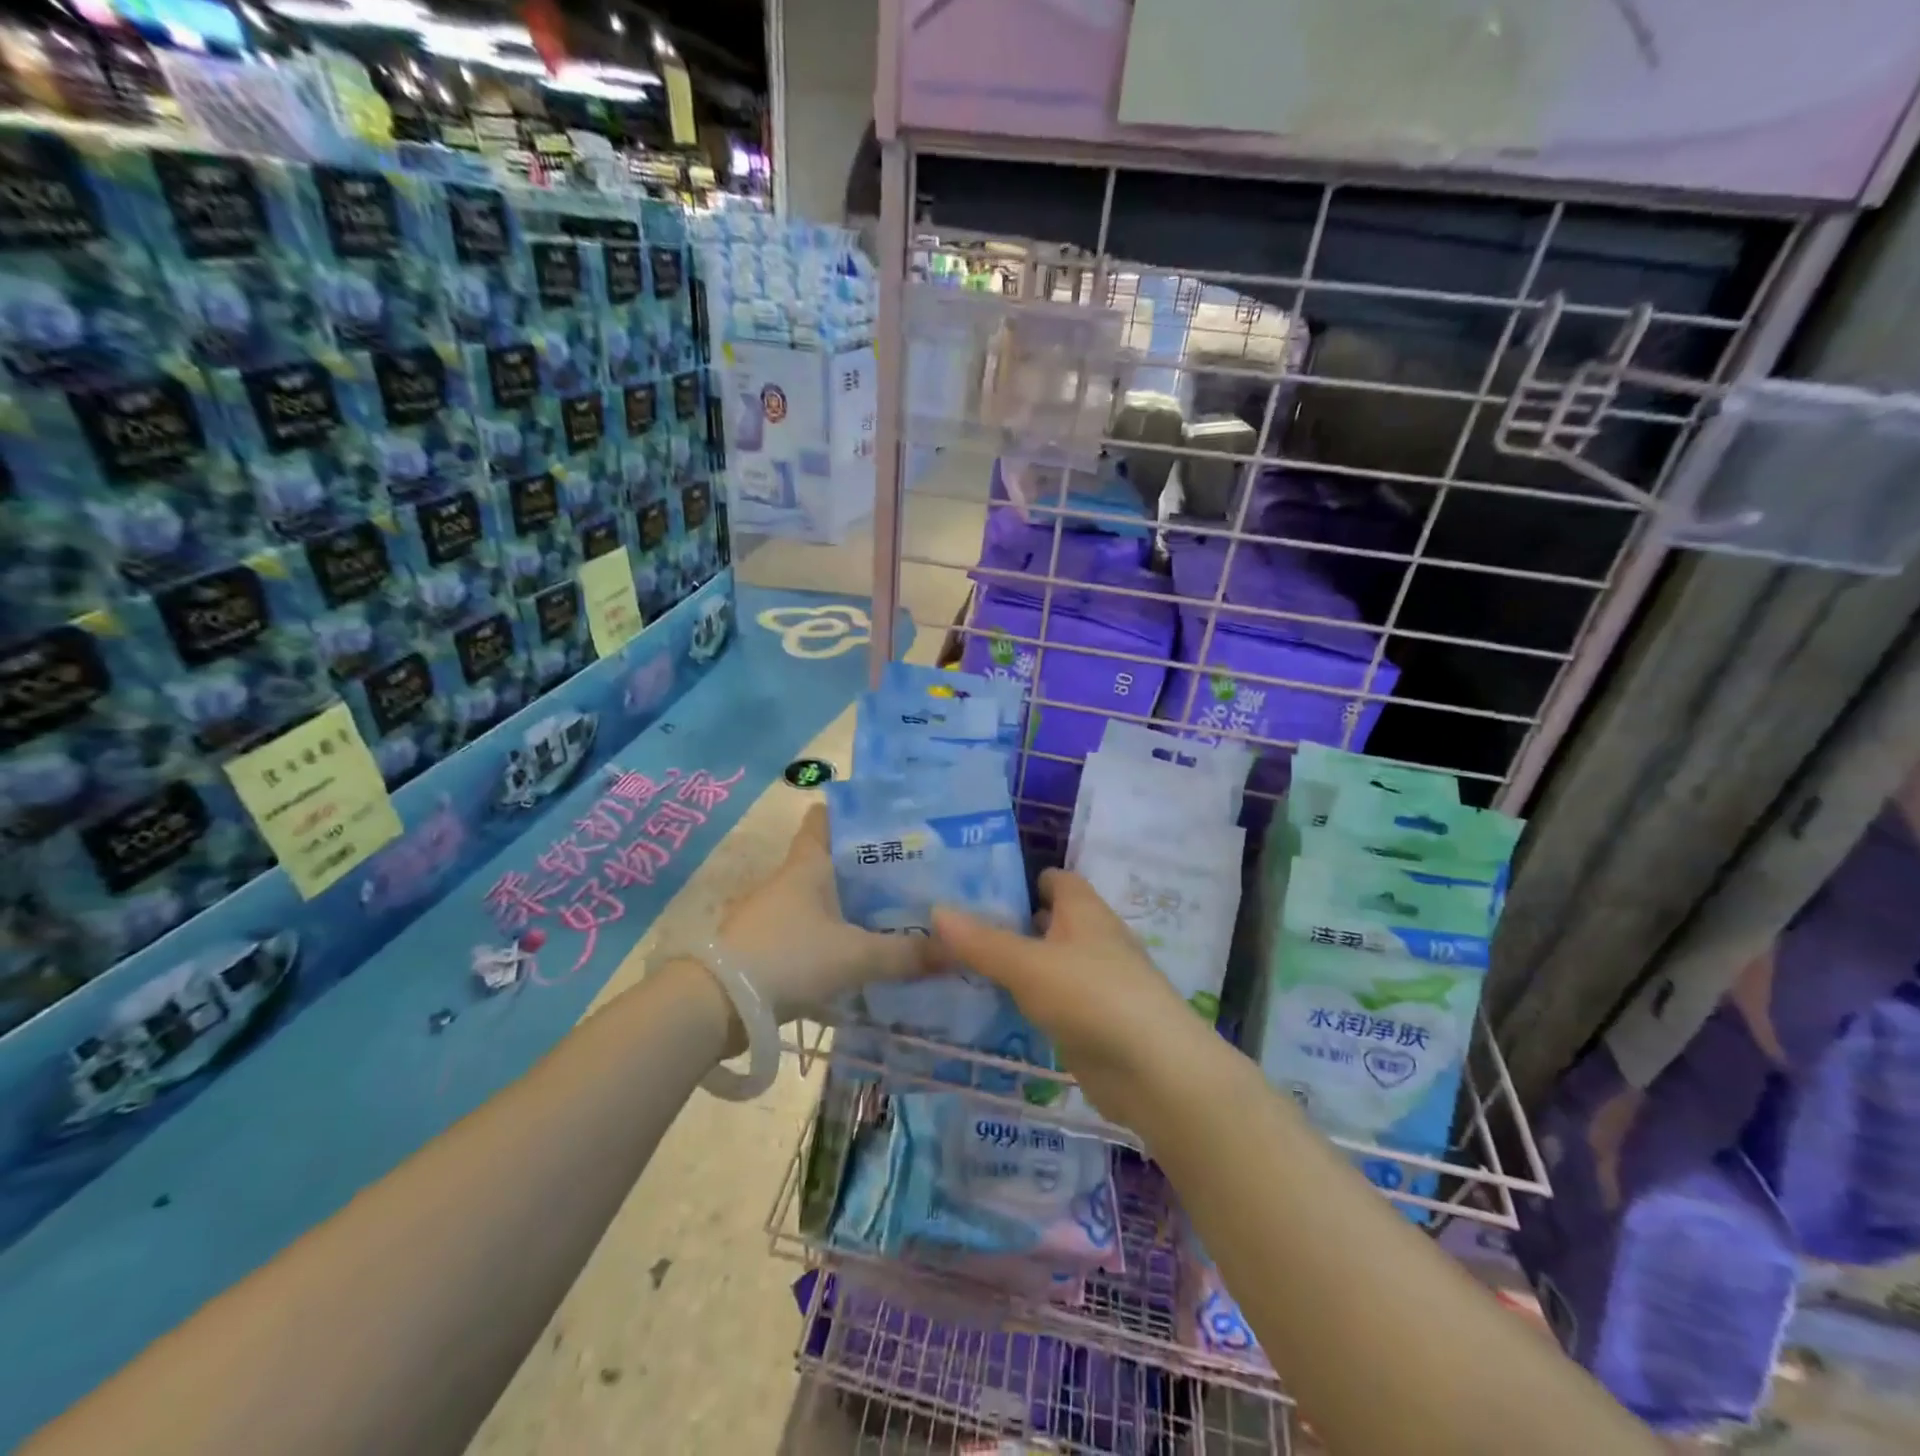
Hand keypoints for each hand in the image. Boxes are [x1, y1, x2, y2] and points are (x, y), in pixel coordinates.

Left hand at [714, 804, 933, 1022]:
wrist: (714, 1005)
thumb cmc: (788, 957)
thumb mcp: (855, 956)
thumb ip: (906, 955)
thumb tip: (959, 951)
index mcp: (807, 865)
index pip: (825, 819)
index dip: (853, 812)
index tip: (890, 817)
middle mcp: (789, 881)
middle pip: (831, 860)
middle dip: (868, 864)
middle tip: (914, 872)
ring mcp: (773, 913)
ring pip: (822, 897)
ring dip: (852, 903)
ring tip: (898, 912)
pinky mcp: (767, 946)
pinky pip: (812, 929)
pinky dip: (836, 934)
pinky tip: (863, 952)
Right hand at [931, 870, 1204, 1131]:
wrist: (1154, 1072)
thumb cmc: (1092, 996)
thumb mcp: (1028, 965)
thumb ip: (981, 941)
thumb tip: (936, 911)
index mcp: (1083, 910)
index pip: (1053, 879)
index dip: (1019, 880)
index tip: (973, 889)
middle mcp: (1092, 939)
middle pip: (1046, 921)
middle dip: (1005, 924)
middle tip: (950, 931)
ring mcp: (1094, 983)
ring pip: (1045, 964)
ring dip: (1012, 966)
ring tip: (956, 968)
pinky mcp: (1091, 1022)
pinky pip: (1050, 1002)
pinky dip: (1025, 1002)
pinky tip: (989, 1010)